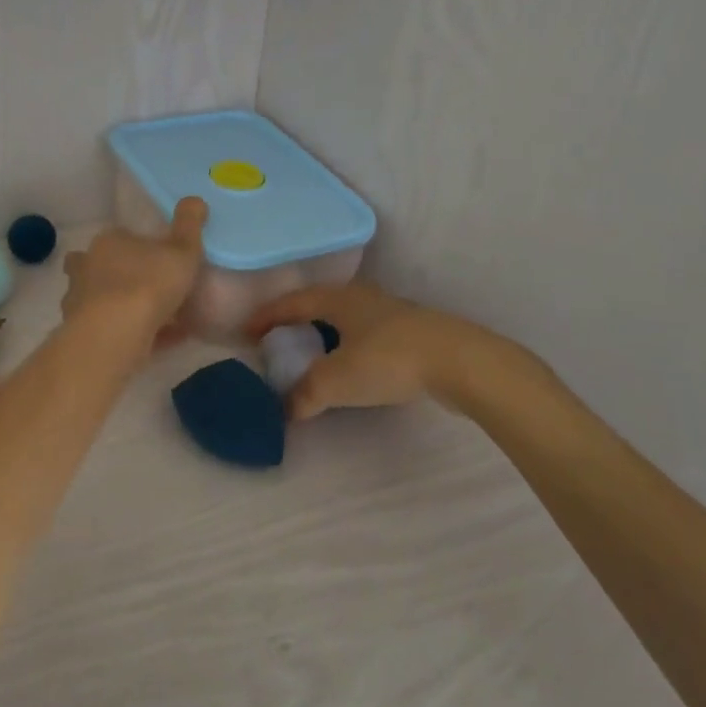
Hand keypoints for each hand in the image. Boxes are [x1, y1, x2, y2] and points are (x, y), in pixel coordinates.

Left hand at [61, 198, 208, 345]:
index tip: (158, 258)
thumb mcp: (182, 249)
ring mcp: (80, 301)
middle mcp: (87, 267)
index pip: (120, 237)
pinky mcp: (83, 333)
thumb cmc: (149, 283)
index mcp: (109, 242)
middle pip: (100, 266)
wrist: (115, 334)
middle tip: (149, 287)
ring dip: (122, 306)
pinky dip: (133, 334)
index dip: (138, 246)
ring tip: (155, 319)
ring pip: (101, 300)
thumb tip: (195, 199)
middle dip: (119, 274)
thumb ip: (189, 225)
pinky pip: (112, 330)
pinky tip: (161, 342)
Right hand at [246, 283, 483, 420]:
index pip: (291, 302)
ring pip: (346, 319)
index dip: (266, 317)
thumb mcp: (337, 380)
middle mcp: (362, 297)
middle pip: (319, 304)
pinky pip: (367, 334)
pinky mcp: (412, 332)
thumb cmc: (388, 360)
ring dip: (325, 335)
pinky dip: (349, 347)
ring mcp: (391, 312)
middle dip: (296, 322)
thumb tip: (285, 409)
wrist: (459, 361)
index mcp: (338, 298)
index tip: (247, 333)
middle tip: (279, 342)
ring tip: (313, 355)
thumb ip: (305, 393)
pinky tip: (354, 366)